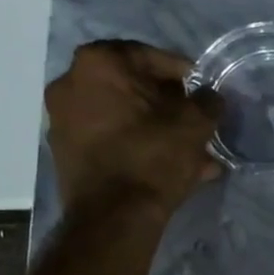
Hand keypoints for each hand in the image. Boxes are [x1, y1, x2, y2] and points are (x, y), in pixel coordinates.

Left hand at [46, 41, 222, 217]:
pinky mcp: (66, 153)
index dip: (183, 73)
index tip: (203, 91)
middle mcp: (70, 83)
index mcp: (98, 63)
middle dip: (169, 106)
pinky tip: (168, 168)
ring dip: (157, 130)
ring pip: (123, 117)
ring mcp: (63, 120)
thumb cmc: (152, 158)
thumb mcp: (194, 125)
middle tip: (196, 122)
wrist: (113, 218)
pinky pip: (110, 140)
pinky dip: (137, 147)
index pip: (149, 56)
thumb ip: (207, 102)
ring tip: (190, 153)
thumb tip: (211, 97)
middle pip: (133, 88)